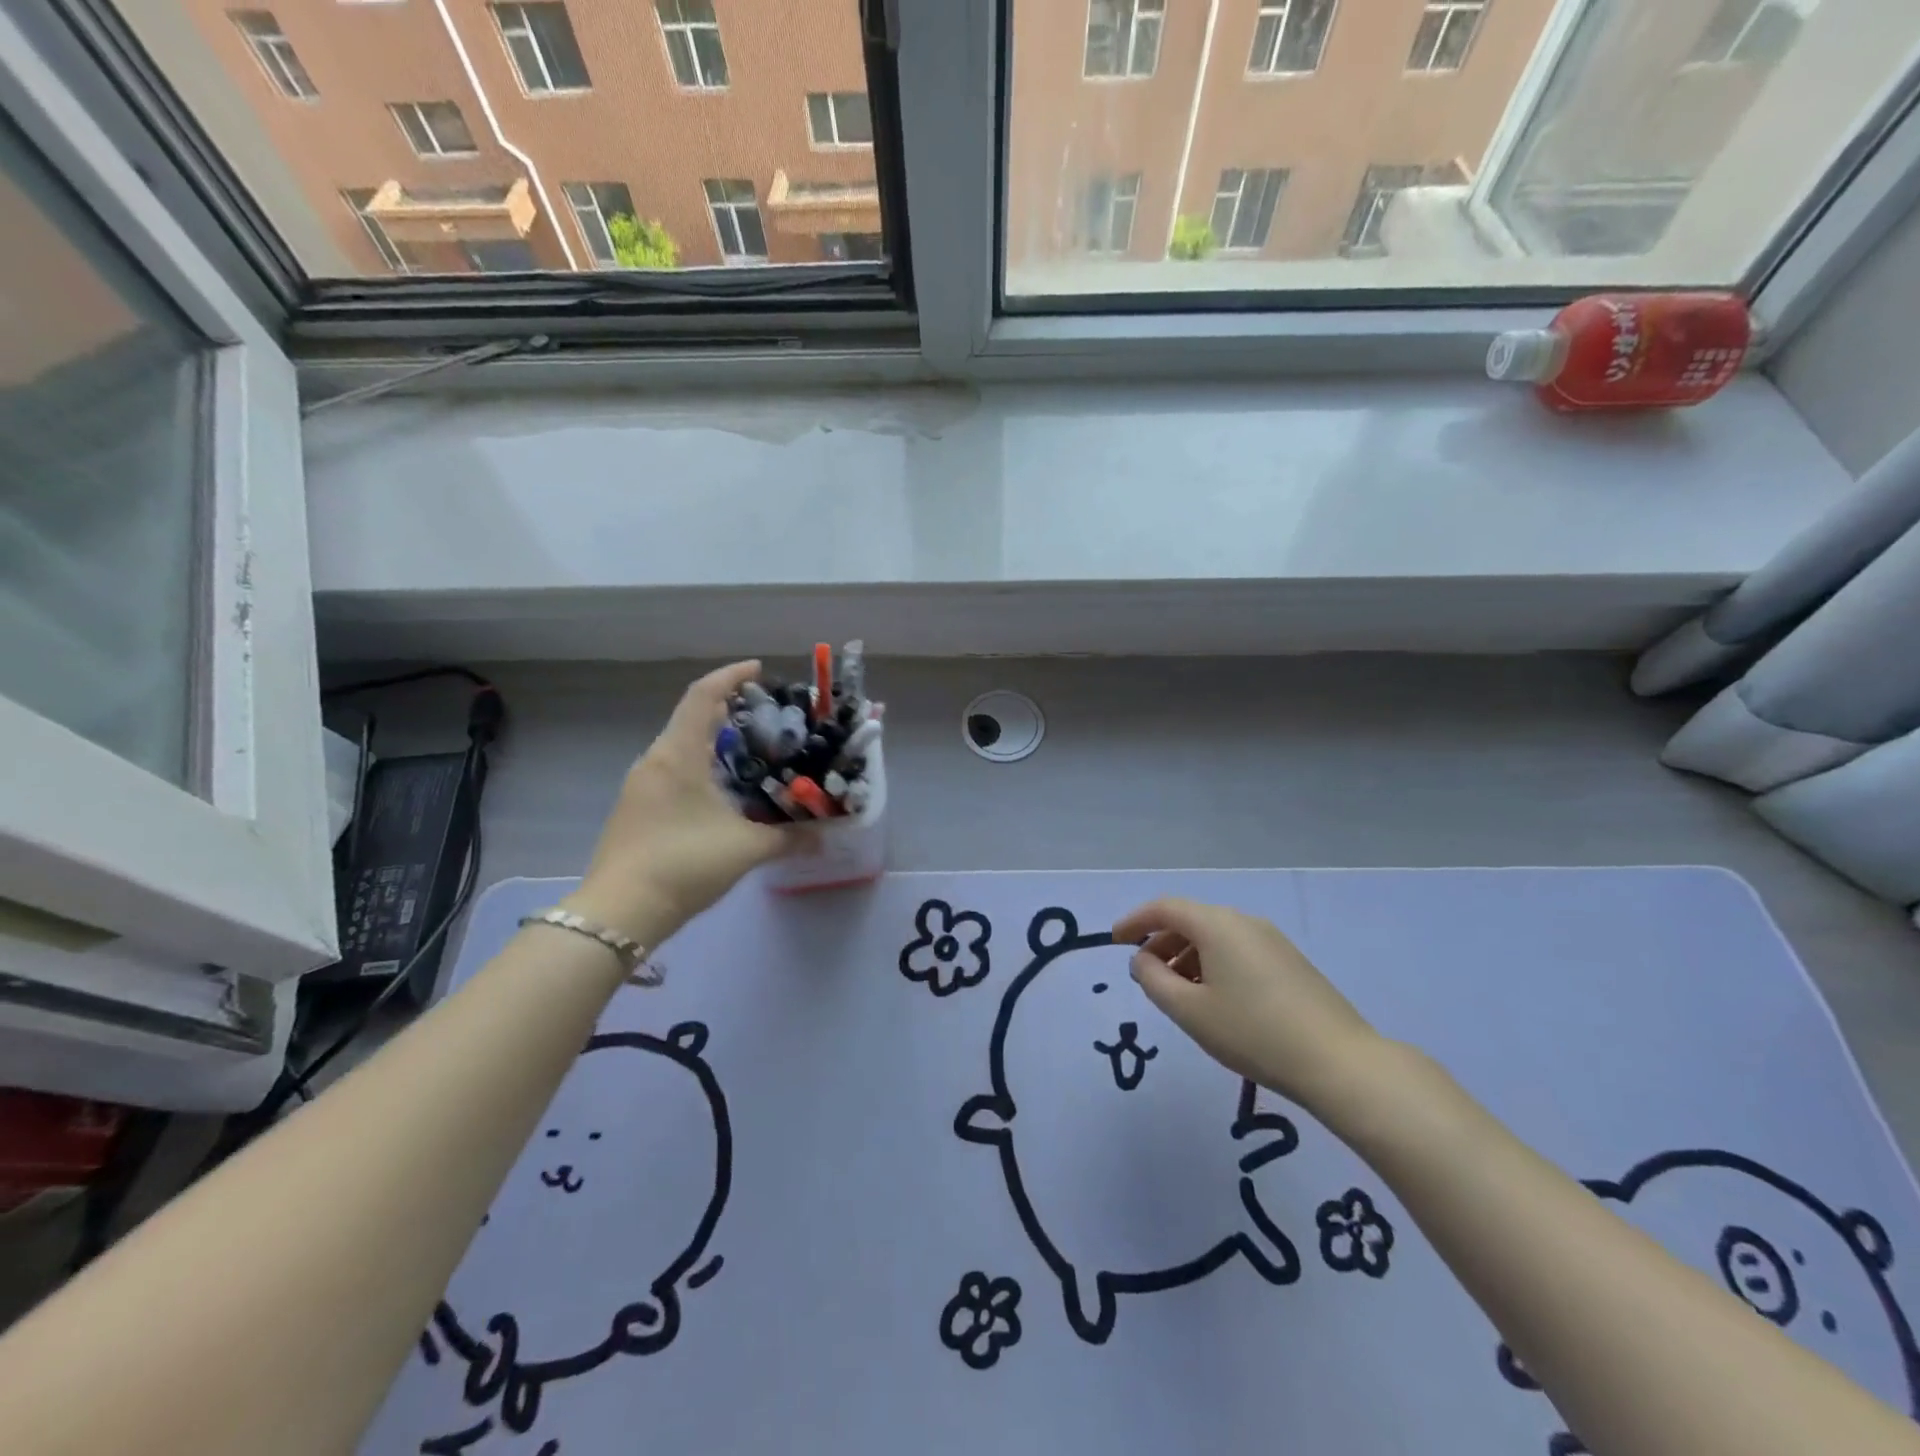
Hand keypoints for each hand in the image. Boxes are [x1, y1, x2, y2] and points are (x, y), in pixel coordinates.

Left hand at [564, 661, 796, 943]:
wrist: (619, 912)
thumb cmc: (684, 864)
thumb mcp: (746, 849)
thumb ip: (790, 838)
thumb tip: (825, 835)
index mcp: (678, 755)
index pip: (703, 696)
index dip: (731, 676)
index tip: (758, 669)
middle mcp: (655, 760)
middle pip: (691, 718)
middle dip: (728, 710)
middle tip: (767, 718)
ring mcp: (640, 785)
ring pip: (681, 747)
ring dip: (714, 740)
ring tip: (752, 753)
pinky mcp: (636, 809)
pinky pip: (673, 770)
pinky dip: (701, 765)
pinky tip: (724, 792)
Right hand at [1114, 898, 1383, 1115]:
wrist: (1339, 1062)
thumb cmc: (1253, 1033)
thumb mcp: (1189, 1011)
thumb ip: (1154, 980)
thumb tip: (1142, 959)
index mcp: (1216, 924)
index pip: (1164, 908)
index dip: (1134, 920)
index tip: (1114, 940)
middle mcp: (1244, 921)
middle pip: (1191, 919)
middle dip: (1161, 942)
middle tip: (1145, 974)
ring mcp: (1271, 940)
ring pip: (1215, 936)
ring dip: (1187, 956)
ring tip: (1177, 993)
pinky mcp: (1290, 961)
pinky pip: (1238, 950)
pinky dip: (1213, 964)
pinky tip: (1214, 999)